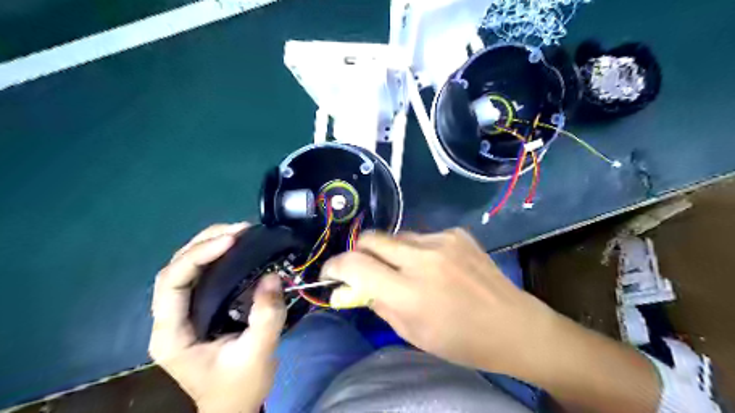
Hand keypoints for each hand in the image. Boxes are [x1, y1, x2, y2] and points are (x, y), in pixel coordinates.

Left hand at [149, 222, 282, 412]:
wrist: (235, 405)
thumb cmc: (241, 386)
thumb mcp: (258, 354)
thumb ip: (266, 317)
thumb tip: (272, 276)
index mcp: (172, 334)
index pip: (172, 283)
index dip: (198, 256)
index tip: (232, 241)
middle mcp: (170, 318)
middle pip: (176, 268)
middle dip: (205, 243)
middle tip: (241, 230)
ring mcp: (183, 312)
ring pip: (187, 267)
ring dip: (210, 244)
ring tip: (241, 232)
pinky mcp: (200, 308)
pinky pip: (203, 274)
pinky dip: (219, 255)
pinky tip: (239, 248)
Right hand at [323, 230, 660, 411]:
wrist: (514, 325)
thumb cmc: (461, 341)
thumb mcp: (412, 333)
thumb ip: (378, 303)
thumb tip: (353, 286)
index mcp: (410, 292)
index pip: (355, 265)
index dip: (335, 266)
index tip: (331, 272)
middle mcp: (423, 259)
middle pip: (371, 238)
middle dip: (359, 252)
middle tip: (363, 268)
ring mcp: (443, 241)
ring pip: (396, 236)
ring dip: (389, 251)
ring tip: (403, 270)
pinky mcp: (457, 233)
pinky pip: (422, 236)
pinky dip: (416, 250)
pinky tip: (433, 265)